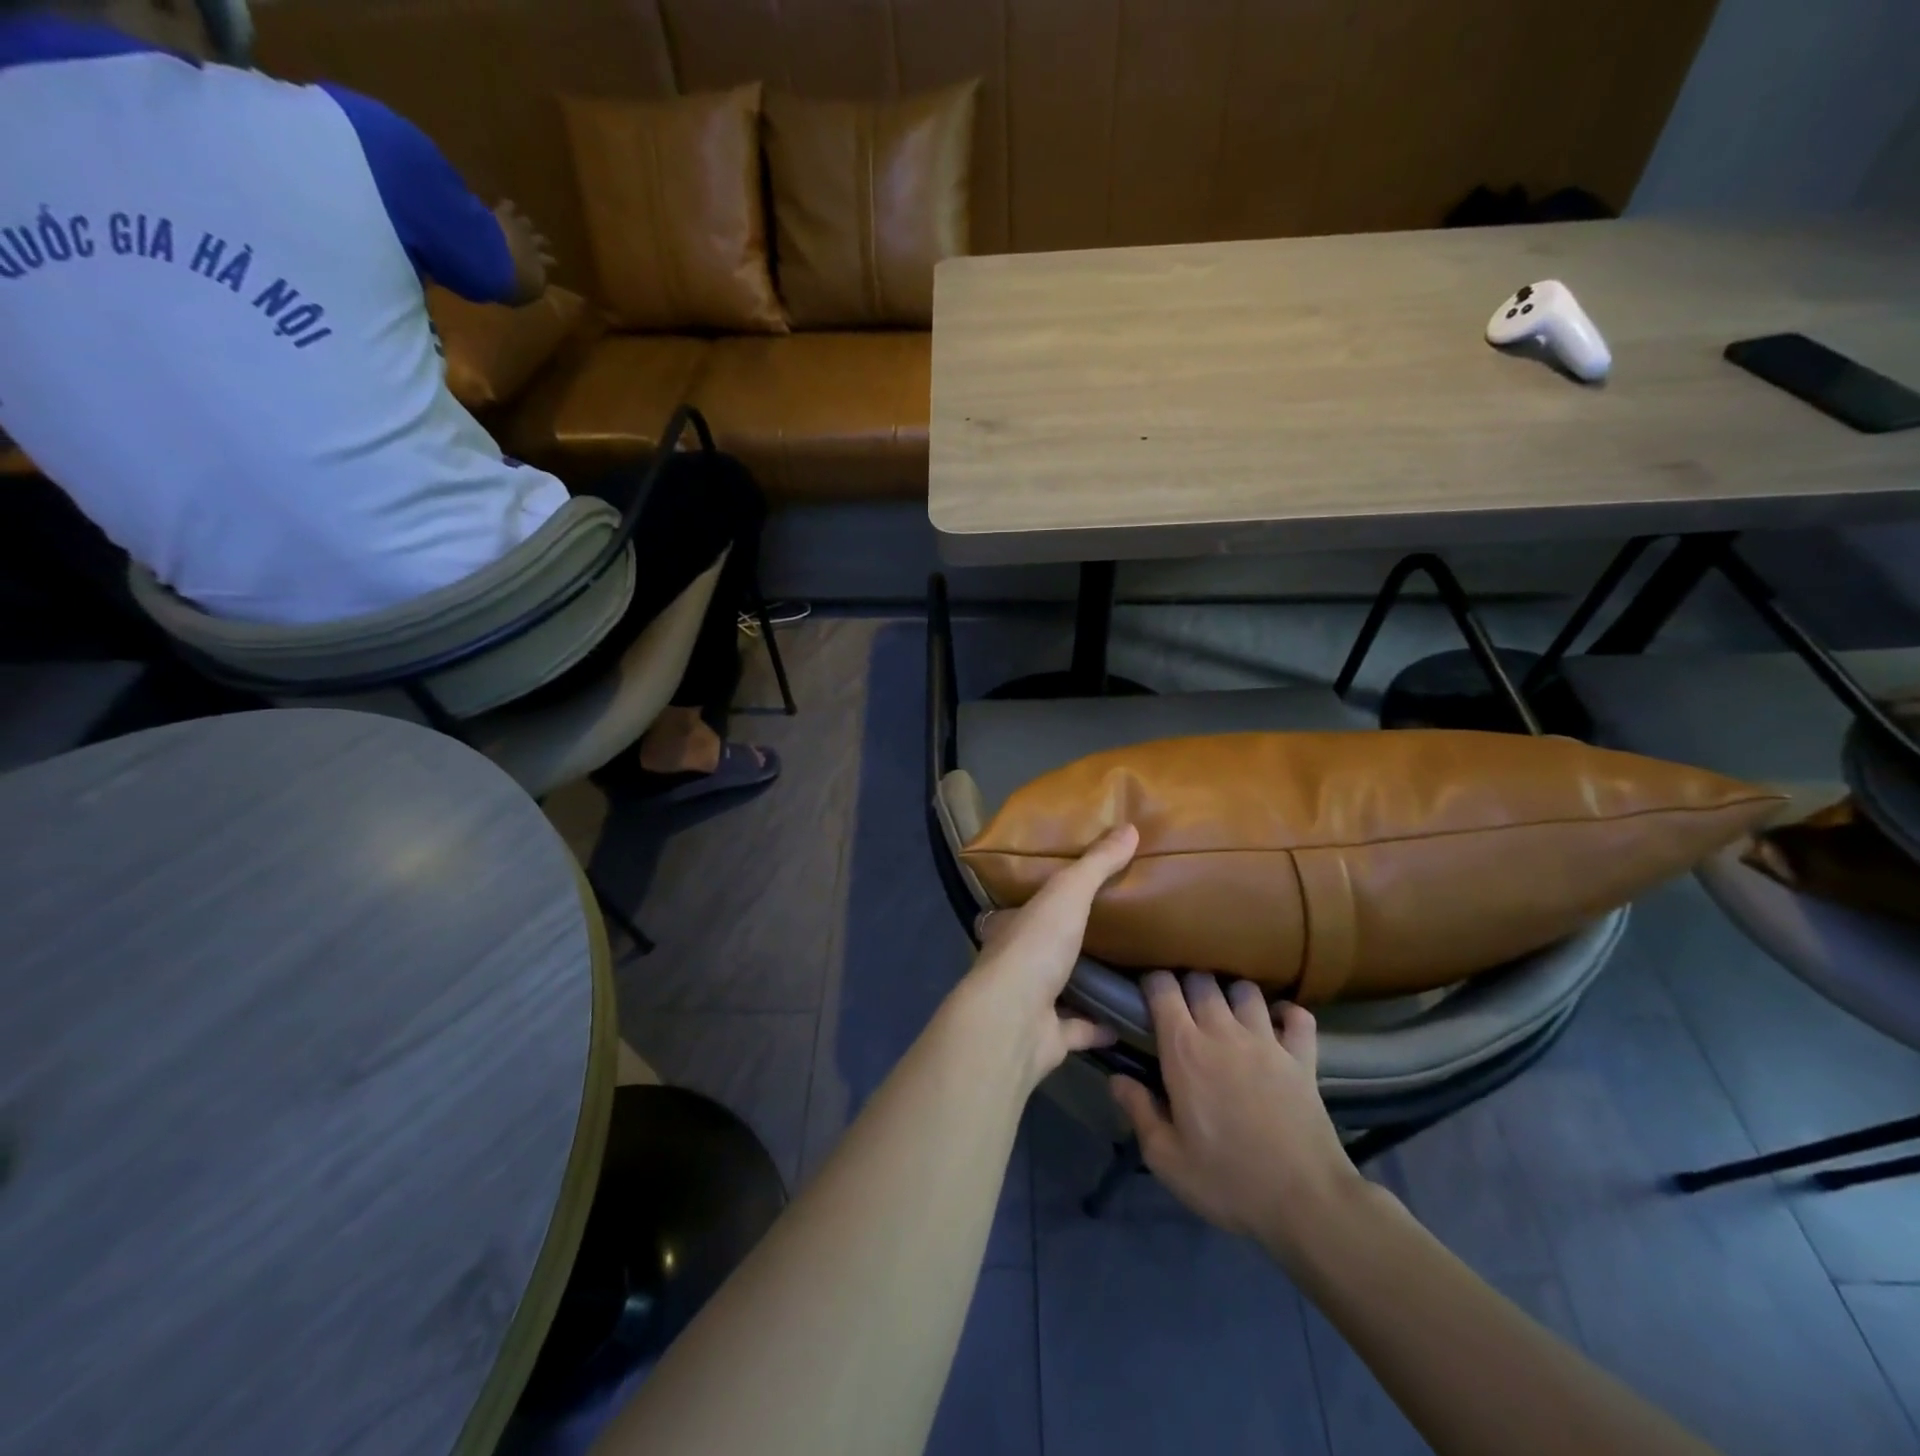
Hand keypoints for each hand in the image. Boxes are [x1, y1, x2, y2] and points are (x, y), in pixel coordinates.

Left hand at [493, 200, 553, 301]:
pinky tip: (508, 204)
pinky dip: (508, 206)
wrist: (497, 260)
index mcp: (539, 268)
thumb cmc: (511, 285)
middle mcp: (534, 247)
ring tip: (526, 222)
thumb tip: (536, 291)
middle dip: (541, 242)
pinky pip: (508, 206)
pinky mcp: (504, 214)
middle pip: (540, 242)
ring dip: (526, 224)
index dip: (548, 263)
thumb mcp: (524, 295)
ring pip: (527, 223)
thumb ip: (530, 291)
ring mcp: (520, 229)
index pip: (547, 264)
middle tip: (544, 241)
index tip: (552, 262)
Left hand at [963, 825, 1137, 1086]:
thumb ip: (1096, 864)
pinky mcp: (1049, 1038)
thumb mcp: (1067, 893)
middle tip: (1112, 927)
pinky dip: (1100, 1026)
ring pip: (1061, 988)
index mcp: (1012, 926)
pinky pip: (1079, 1029)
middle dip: (1068, 939)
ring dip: (1086, 982)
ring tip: (1127, 969)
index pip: (1026, 906)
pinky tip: (1129, 1018)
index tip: (1073, 891)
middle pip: (1044, 947)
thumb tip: (1130, 827)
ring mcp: (1031, 1002)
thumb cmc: (1035, 948)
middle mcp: (1017, 962)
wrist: (1014, 1021)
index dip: (1046, 897)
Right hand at [1111, 974, 1363, 1264]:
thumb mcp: (1167, 1158)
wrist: (1305, 1203)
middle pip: (1202, 980)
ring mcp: (1267, 1041)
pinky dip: (1286, 1014)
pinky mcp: (1302, 1058)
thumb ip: (1138, 1111)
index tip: (1147, 998)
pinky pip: (1298, 1016)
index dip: (1152, 983)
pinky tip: (1277, 1026)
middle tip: (1184, 1010)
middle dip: (1189, 985)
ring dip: (1233, 995)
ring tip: (1228, 1015)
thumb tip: (1117, 1078)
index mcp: (1184, 1050)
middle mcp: (1223, 1032)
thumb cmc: (1228, 1181)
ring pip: (1246, 990)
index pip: (1163, 987)